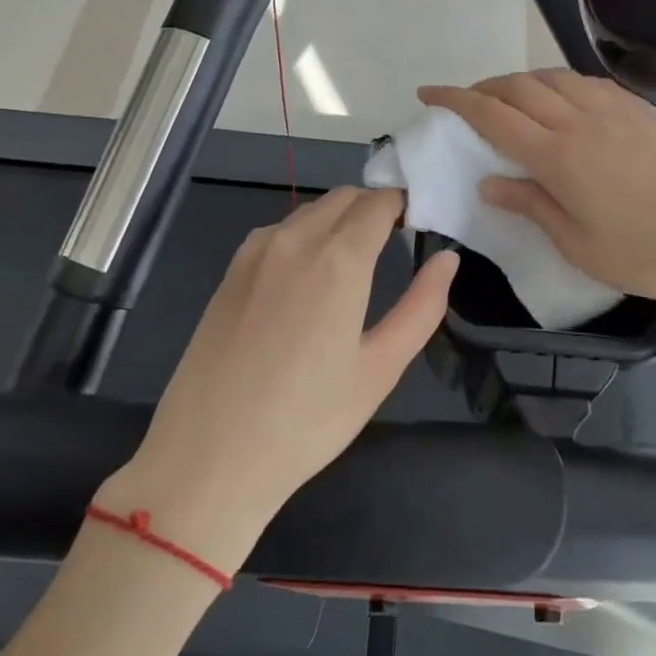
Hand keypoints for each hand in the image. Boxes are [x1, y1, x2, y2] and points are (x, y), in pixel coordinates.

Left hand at [113, 188, 457, 569]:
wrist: (208, 457)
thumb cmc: (307, 420)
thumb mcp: (380, 368)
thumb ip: (422, 306)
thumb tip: (447, 259)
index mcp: (338, 259)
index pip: (379, 203)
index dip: (404, 205)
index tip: (419, 223)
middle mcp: (295, 240)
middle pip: (343, 198)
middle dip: (373, 208)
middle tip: (393, 242)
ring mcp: (255, 252)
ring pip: (309, 212)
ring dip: (338, 219)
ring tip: (353, 263)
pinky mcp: (230, 271)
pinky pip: (278, 232)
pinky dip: (304, 235)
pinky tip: (306, 279)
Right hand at [418, 72, 655, 307]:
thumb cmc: (644, 255)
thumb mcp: (577, 245)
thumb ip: (530, 205)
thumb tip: (489, 181)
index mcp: (559, 157)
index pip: (493, 115)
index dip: (455, 100)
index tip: (428, 93)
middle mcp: (581, 121)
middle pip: (519, 87)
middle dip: (483, 87)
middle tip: (466, 102)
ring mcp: (615, 110)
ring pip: (554, 77)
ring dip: (521, 81)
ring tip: (509, 99)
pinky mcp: (641, 111)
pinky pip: (588, 83)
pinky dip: (560, 83)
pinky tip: (561, 98)